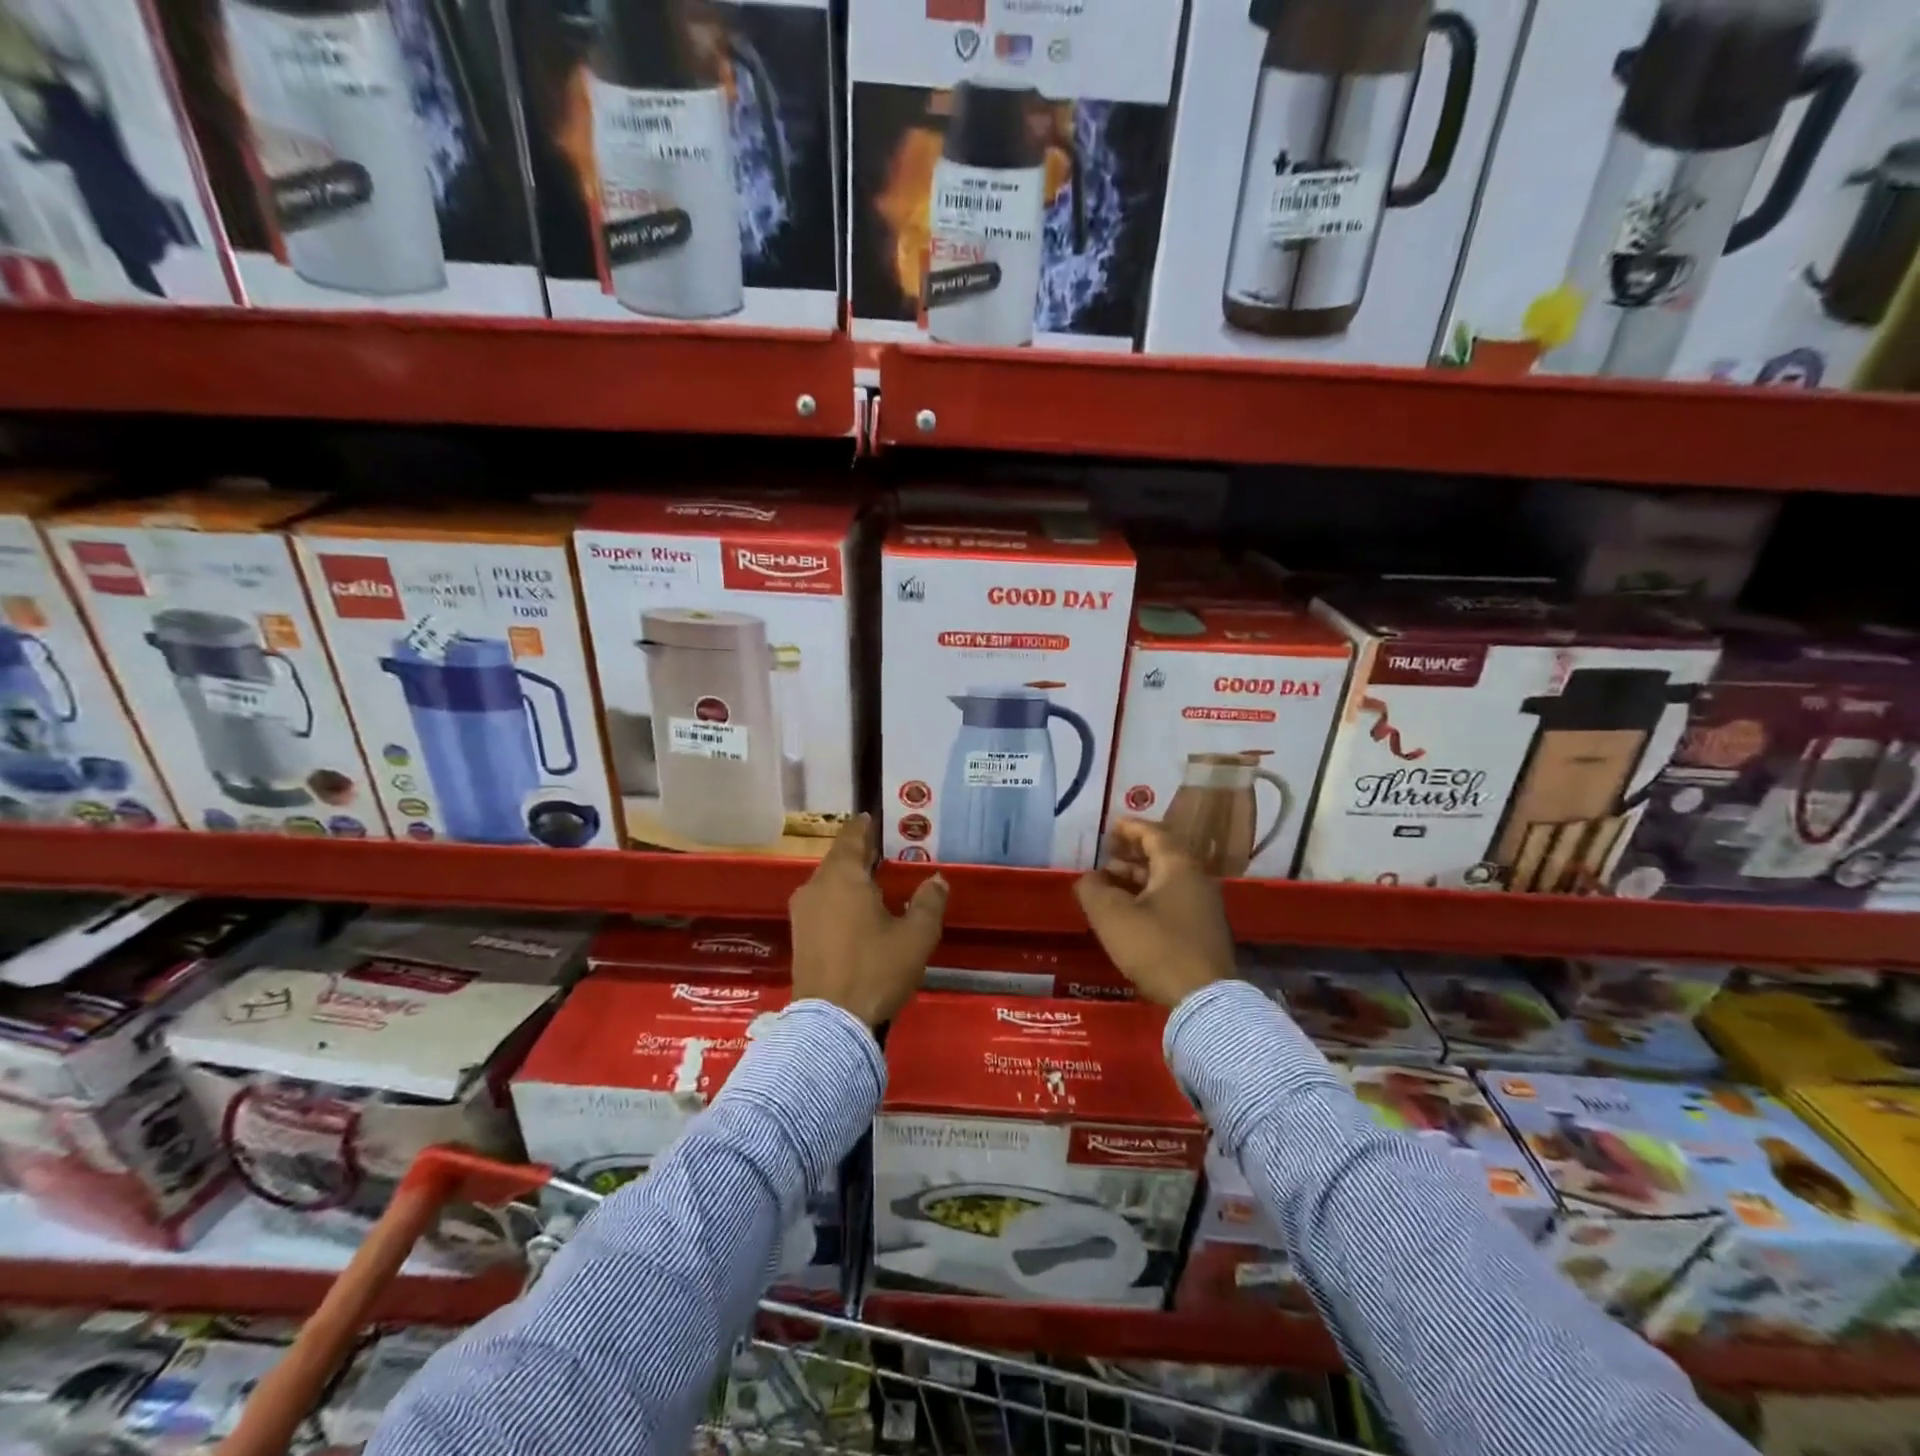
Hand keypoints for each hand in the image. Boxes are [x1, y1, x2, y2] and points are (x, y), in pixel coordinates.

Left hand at [789, 814, 948, 1028]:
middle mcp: (816, 886)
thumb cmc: (875, 970)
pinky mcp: (799, 937)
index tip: (875, 817)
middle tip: (887, 850)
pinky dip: (841, 899)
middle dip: (862, 853)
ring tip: (877, 880)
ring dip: (851, 878)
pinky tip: (860, 912)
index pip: (852, 836)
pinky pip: (823, 904)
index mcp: (842, 876)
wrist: (830, 1024)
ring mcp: (803, 913)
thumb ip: (928, 902)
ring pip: (829, 883)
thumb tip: (937, 880)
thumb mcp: (915, 936)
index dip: (865, 825)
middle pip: (839, 859)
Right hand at [1073, 819, 1234, 1007]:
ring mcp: (1204, 907)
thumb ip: (1093, 889)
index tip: (1110, 827)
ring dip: (1137, 879)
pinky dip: (1148, 898)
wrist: (1203, 999)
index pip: (1154, 834)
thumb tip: (1088, 878)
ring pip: (1167, 882)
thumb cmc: (1155, 947)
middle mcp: (1197, 880)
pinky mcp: (1203, 932)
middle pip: (1162, 857)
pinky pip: (1172, 901)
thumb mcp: (1112, 915)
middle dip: (1131, 855)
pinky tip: (1129, 913)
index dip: (1130, 828)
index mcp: (1179, 867)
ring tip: (1109, 886)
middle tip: (1105, 856)